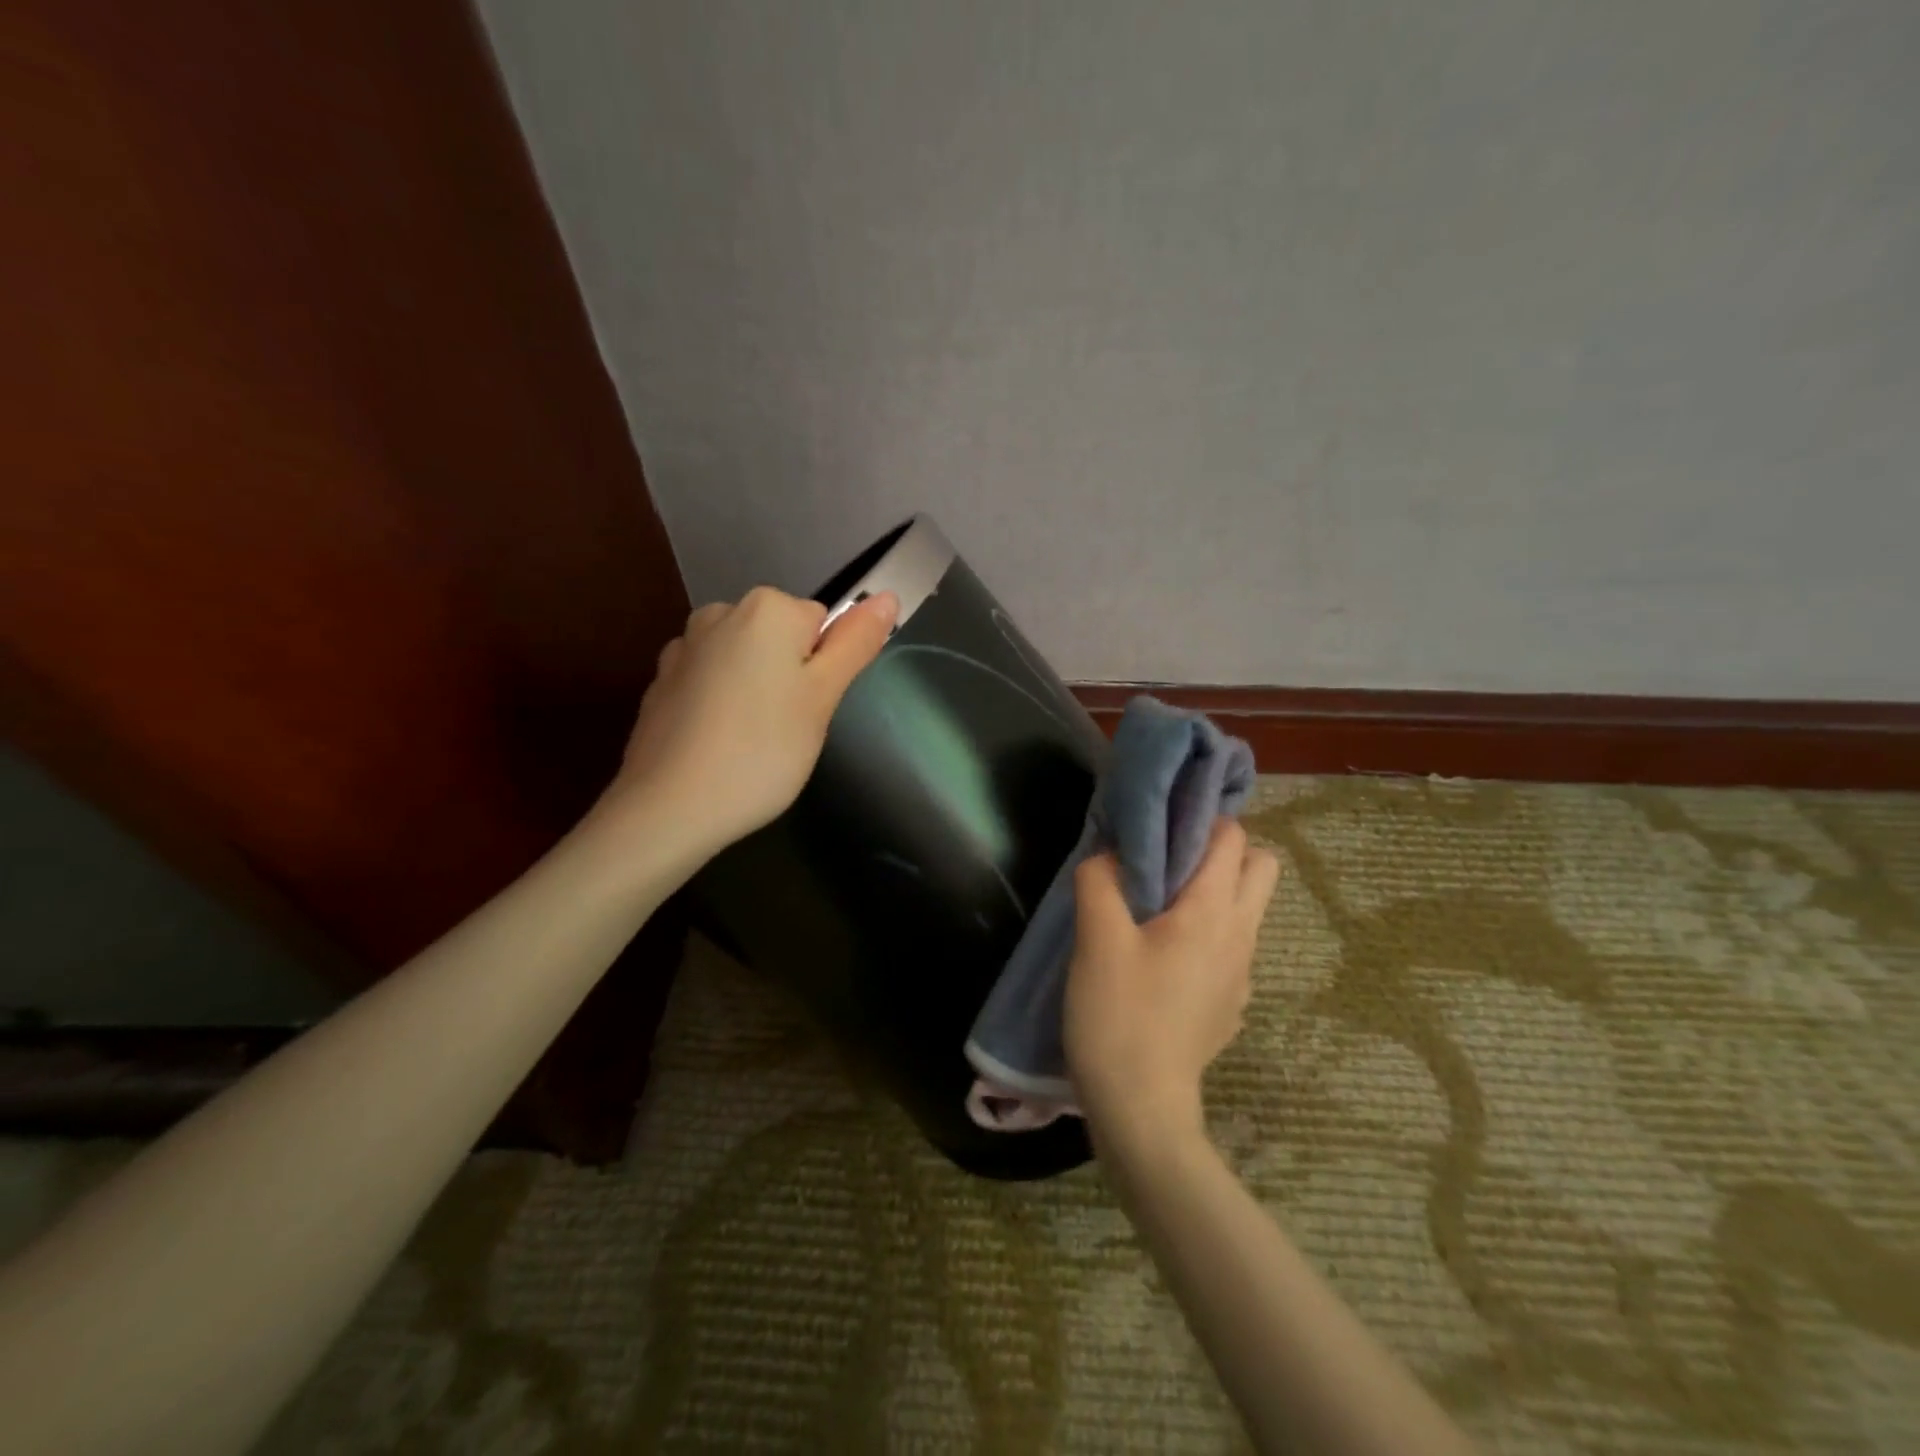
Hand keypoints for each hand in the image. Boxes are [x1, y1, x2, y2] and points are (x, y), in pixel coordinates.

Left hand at [602, 586, 897, 859]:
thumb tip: (889, 597)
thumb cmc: (762, 751)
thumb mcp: (823, 697)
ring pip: (745, 661)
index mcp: (767, 608)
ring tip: (752, 741)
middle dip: (790, 677)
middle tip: (788, 728)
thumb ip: (856, 642)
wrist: (669, 807)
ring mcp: (683, 647)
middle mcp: (721, 612)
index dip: (825, 669)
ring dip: (755, 690)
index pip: (822, 624)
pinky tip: (717, 744)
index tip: (811, 709)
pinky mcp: (661, 683)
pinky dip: (720, 705)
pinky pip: (710, 683)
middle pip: (781, 639)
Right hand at [1064, 819, 1279, 1151]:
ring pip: (1247, 909)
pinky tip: (1163, 956)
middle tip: (1169, 861)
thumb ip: (1099, 881)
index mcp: (1213, 912)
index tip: (1162, 823)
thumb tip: (1108, 854)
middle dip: (1223, 852)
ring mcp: (1242, 975)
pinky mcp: (1230, 1004)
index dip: (1202, 820)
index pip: (1234, 839)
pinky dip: (1209, 933)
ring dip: (1215, 892)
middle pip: (1261, 868)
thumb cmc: (1119, 1016)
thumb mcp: (1096, 940)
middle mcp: (1241, 936)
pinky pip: (1232, 947)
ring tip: (1159, 905)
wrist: (1141, 1109)